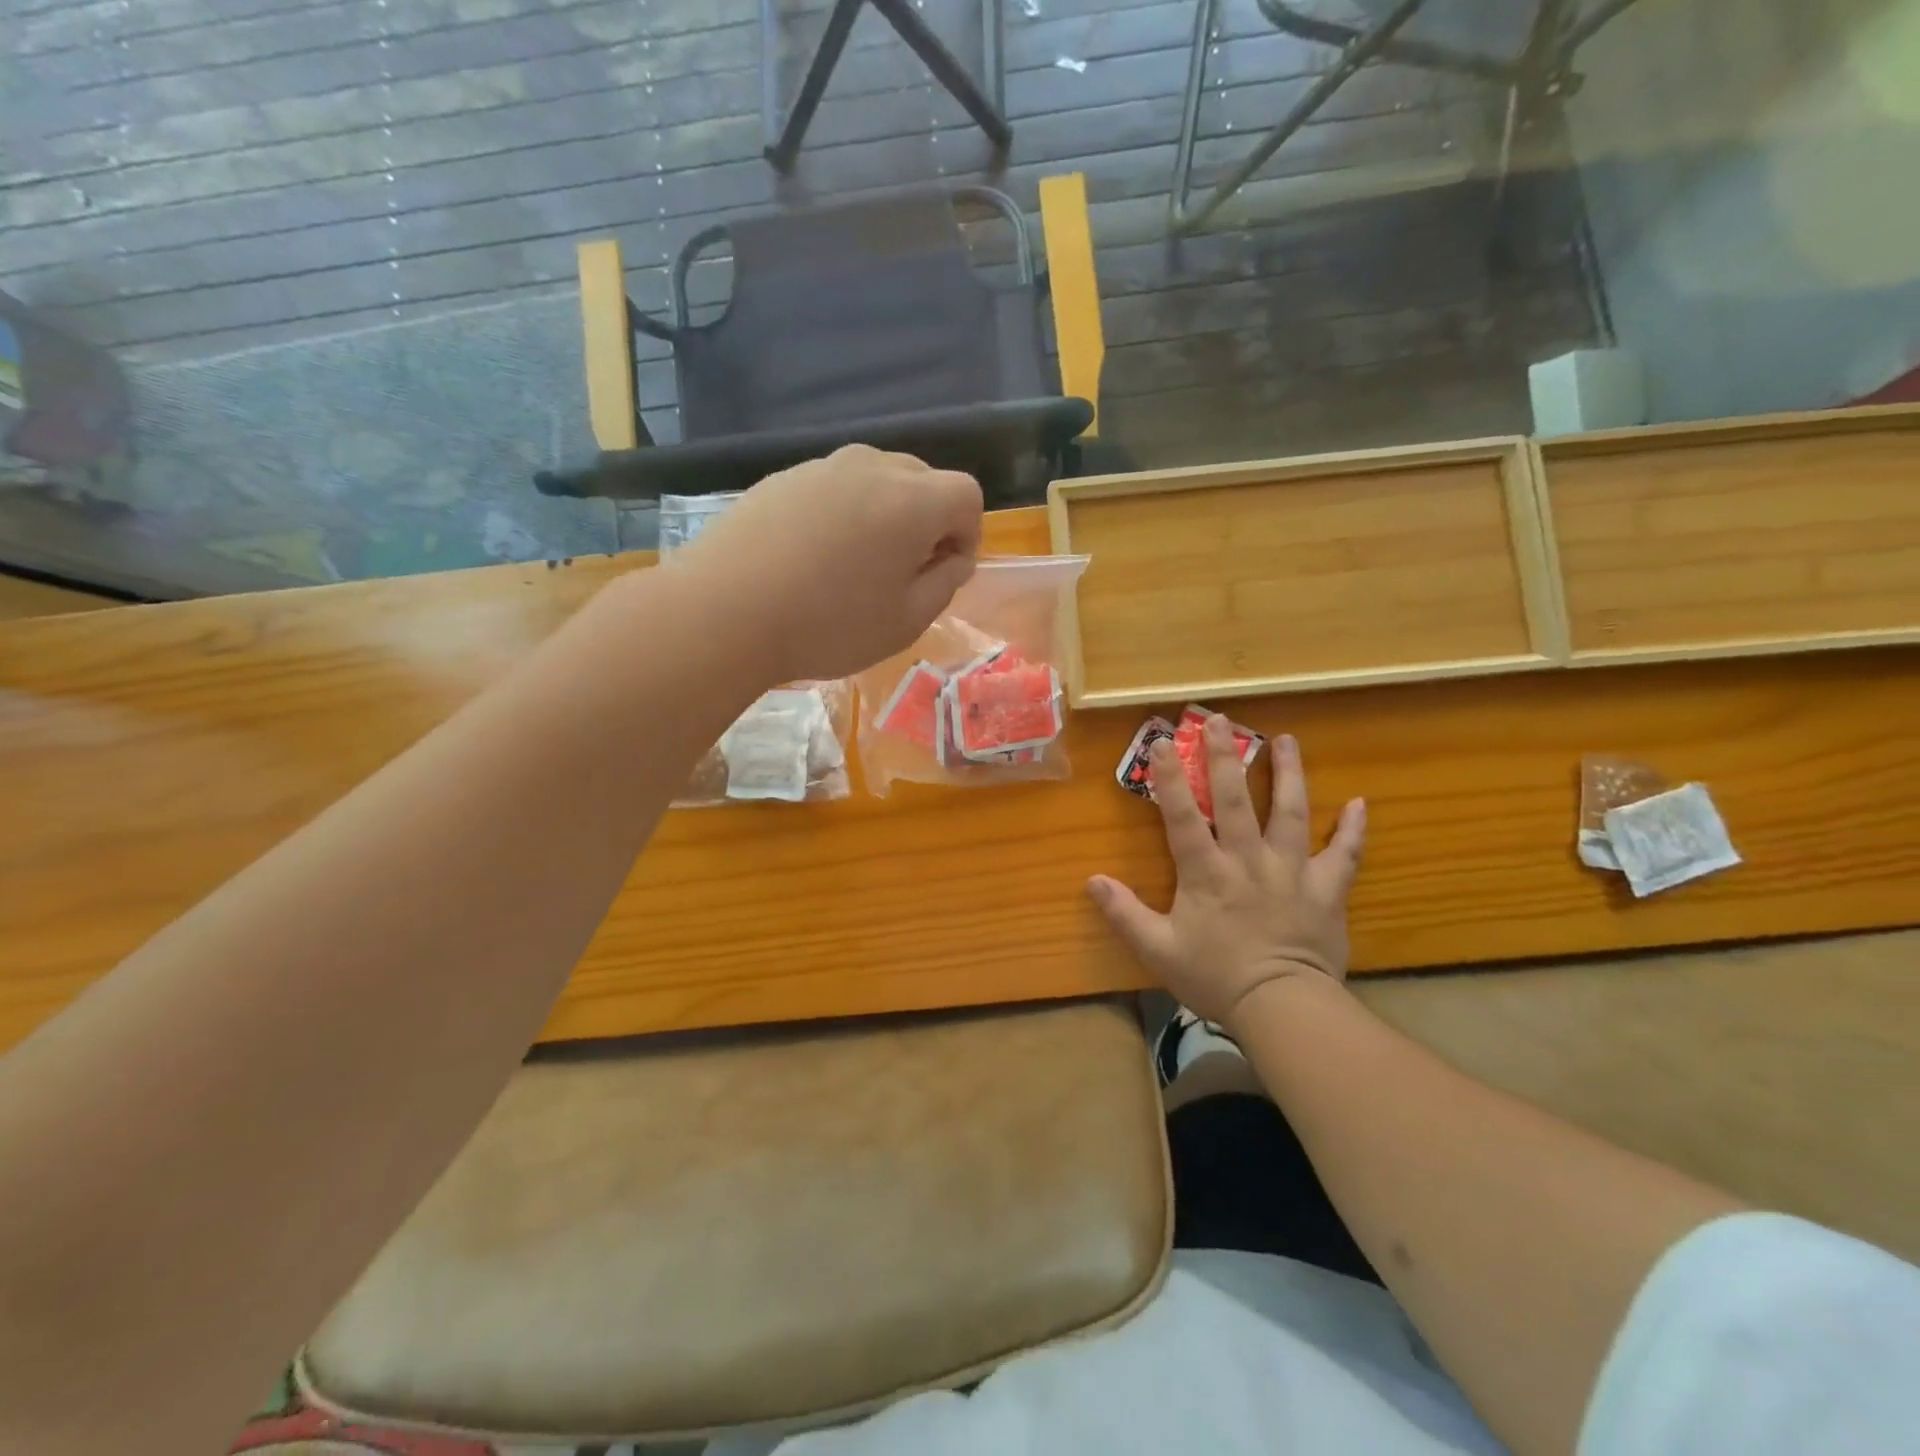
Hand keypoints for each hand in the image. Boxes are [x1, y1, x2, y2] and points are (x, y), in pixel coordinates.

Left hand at [672, 445, 982, 682]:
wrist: (723, 612)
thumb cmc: (828, 625)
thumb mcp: (906, 621)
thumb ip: (945, 583)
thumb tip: (953, 557)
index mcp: (912, 500)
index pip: (967, 495)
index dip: (968, 534)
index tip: (944, 572)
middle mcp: (871, 467)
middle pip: (923, 480)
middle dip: (928, 521)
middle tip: (903, 571)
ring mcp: (822, 467)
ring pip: (876, 481)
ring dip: (883, 516)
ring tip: (855, 566)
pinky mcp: (782, 478)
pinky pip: (833, 489)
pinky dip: (841, 514)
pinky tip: (812, 558)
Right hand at [1088, 720, 1365, 1032]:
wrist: (1282, 1007)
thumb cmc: (1216, 977)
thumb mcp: (1158, 950)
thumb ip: (1124, 914)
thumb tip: (1092, 881)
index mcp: (1207, 872)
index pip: (1183, 815)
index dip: (1170, 778)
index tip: (1162, 743)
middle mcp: (1249, 860)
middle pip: (1237, 799)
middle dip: (1226, 757)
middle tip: (1222, 720)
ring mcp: (1292, 871)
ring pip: (1291, 813)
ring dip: (1288, 774)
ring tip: (1286, 740)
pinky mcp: (1326, 889)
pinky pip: (1344, 854)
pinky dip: (1353, 829)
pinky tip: (1361, 803)